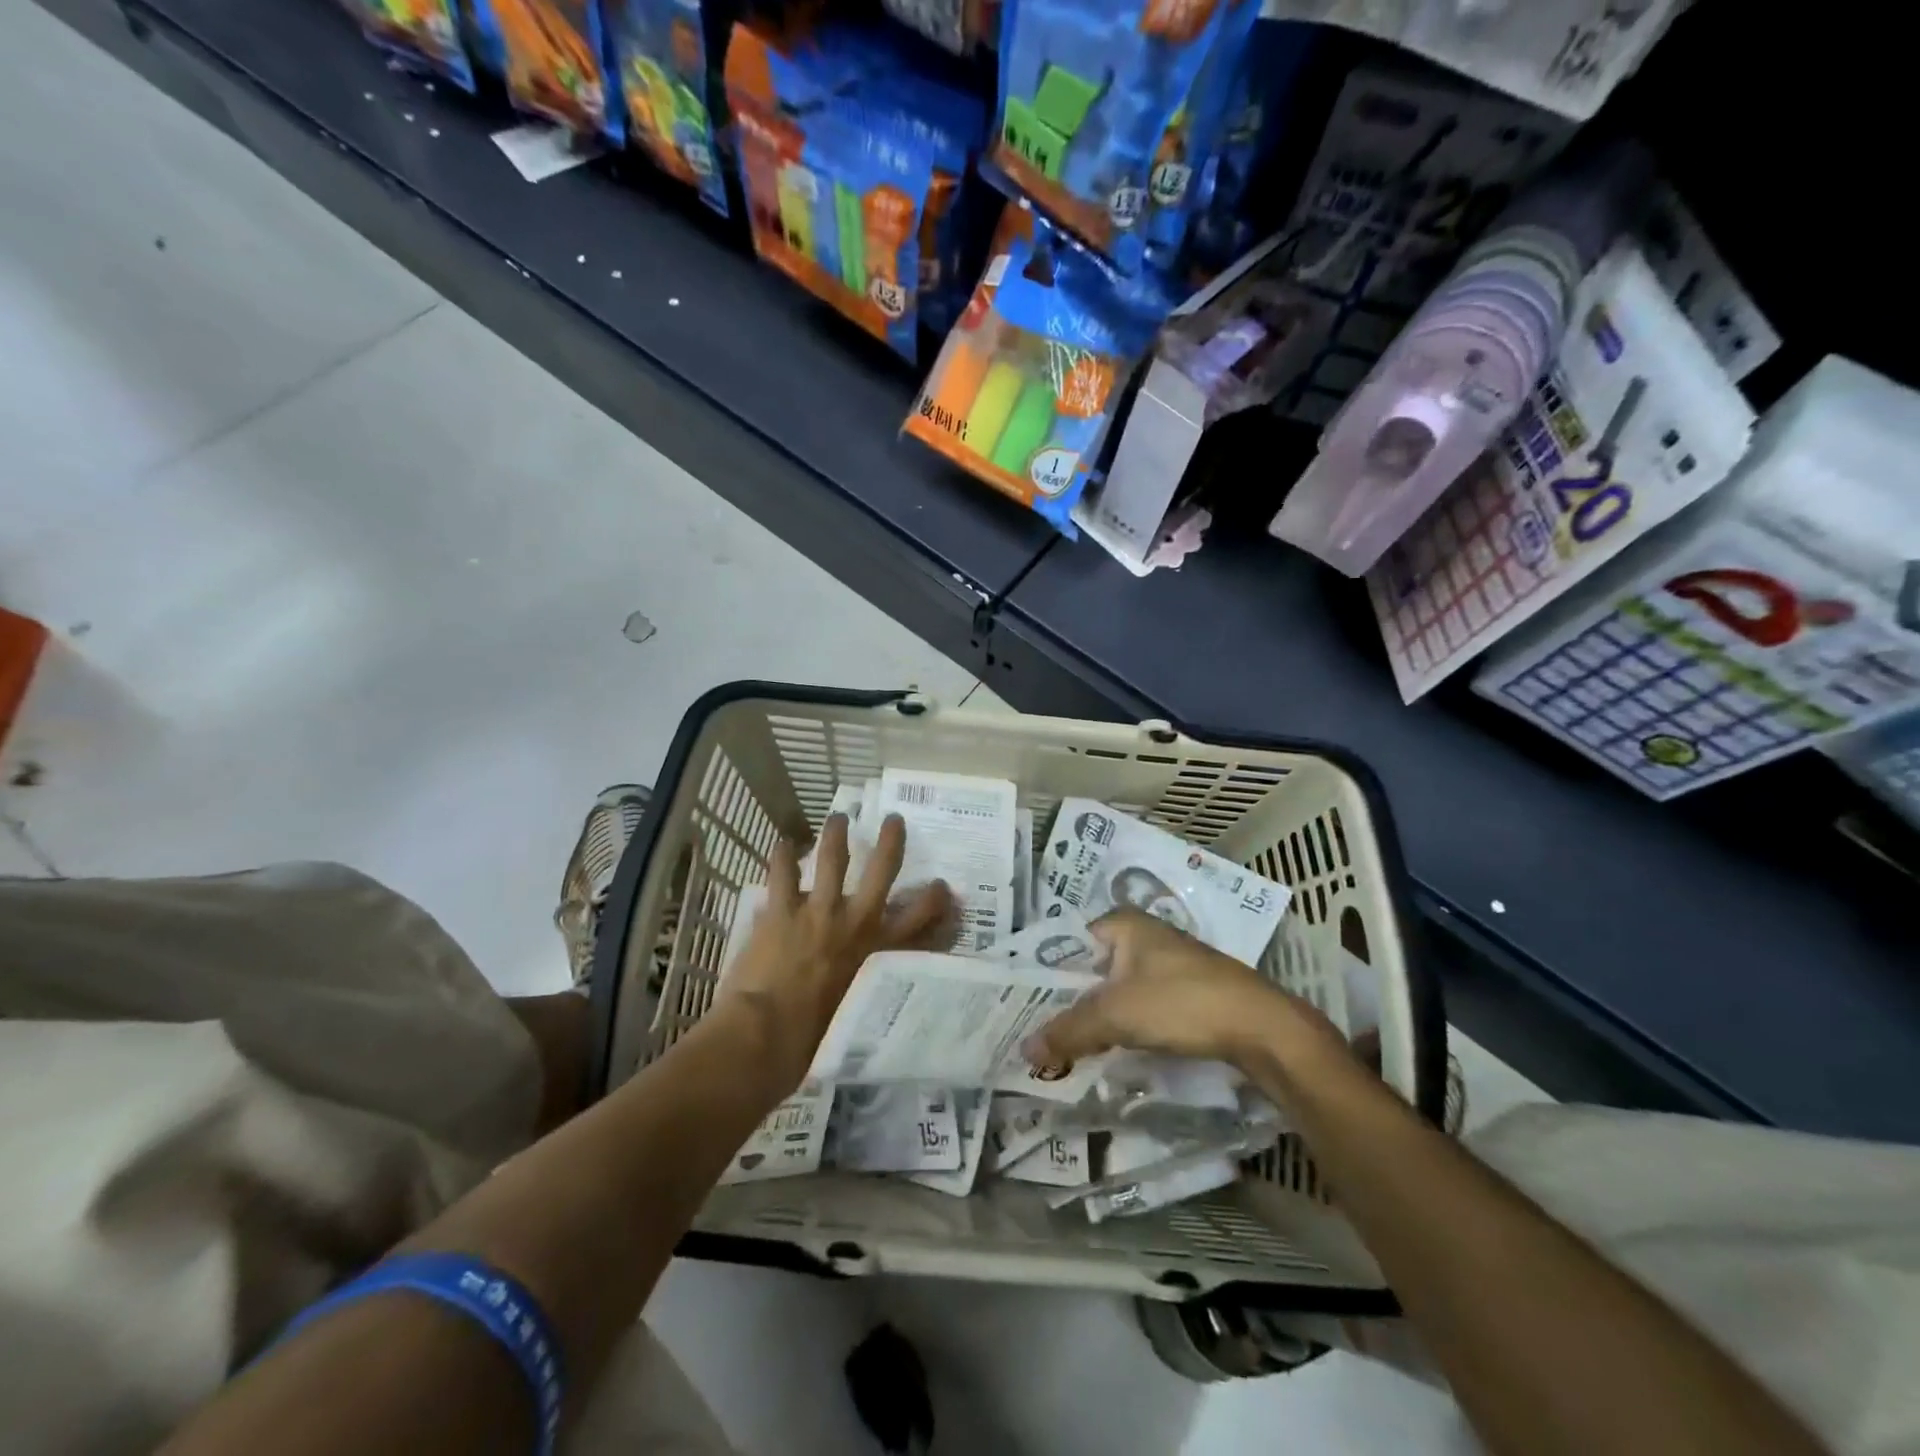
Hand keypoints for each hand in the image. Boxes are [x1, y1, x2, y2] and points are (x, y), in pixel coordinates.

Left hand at [722, 813, 952, 1087]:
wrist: (769, 1038)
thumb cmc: (815, 1040)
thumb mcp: (859, 1014)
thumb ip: (868, 990)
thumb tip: (867, 986)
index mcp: (878, 952)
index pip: (919, 920)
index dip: (935, 900)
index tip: (944, 885)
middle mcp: (856, 922)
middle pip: (882, 870)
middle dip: (890, 841)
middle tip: (893, 819)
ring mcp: (818, 911)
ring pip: (832, 859)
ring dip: (836, 834)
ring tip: (838, 816)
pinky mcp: (782, 910)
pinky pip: (781, 874)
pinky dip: (781, 856)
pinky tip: (780, 841)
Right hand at [1023, 909, 1338, 1074]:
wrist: (1261, 1028)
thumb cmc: (1181, 1002)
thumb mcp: (1117, 1015)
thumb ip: (1069, 1030)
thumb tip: (1025, 1050)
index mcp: (1123, 924)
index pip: (1067, 944)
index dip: (1043, 974)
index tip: (1019, 1004)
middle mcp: (1142, 936)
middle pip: (1090, 969)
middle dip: (1066, 1000)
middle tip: (1035, 1031)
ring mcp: (1165, 964)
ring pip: (1113, 990)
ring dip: (1093, 1016)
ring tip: (1062, 1045)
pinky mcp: (1183, 992)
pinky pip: (1137, 1004)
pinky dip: (1120, 1024)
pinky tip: (1105, 1048)